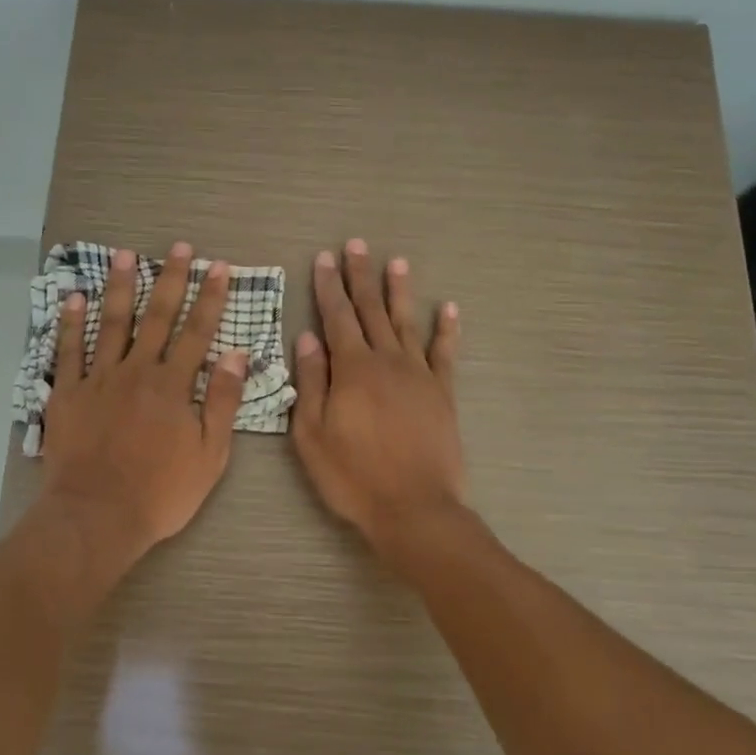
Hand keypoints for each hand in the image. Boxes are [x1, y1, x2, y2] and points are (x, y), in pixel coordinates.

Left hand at [37, 242, 248, 576]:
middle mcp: (137, 371)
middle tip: (178, 247)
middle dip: (170, 279)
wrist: (97, 517)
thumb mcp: (209, 455)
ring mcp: (98, 380)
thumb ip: (222, 402)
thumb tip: (237, 355)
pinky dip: (70, 323)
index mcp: (173, 386)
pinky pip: (67, 351)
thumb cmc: (160, 493)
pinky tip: (74, 298)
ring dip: (121, 287)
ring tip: (126, 255)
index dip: (210, 297)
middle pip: (157, 318)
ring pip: (111, 324)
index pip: (197, 332)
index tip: (218, 266)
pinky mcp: (66, 394)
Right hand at [291, 240, 464, 552]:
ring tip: (396, 262)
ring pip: (407, 323)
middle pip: (371, 310)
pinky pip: (445, 353)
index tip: (323, 258)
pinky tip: (448, 308)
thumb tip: (307, 337)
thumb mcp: (312, 435)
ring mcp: (419, 375)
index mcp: (353, 369)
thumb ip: (310, 382)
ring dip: (400, 291)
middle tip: (355, 245)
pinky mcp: (443, 394)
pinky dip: (447, 330)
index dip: (328, 286)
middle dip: (360, 276)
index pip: (336, 317)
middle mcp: (387, 361)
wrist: (414, 509)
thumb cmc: (353, 476)